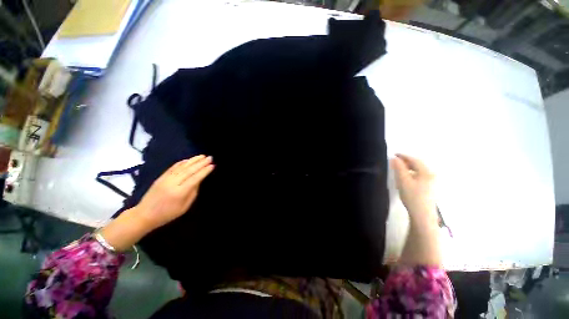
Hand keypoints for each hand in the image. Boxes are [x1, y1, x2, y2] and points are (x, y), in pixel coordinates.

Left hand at [137, 155, 213, 229]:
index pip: (195, 178)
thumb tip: (199, 180)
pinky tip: (189, 159)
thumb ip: (193, 192)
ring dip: (193, 160)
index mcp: (179, 192)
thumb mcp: (184, 207)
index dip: (204, 171)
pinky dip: (182, 162)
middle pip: (189, 170)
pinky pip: (173, 167)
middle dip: (201, 163)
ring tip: (202, 156)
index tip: (213, 165)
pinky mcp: (161, 177)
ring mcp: (165, 179)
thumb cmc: (168, 214)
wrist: (144, 215)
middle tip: (210, 157)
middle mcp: (172, 183)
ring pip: (182, 167)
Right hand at [391, 154, 436, 225]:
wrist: (423, 215)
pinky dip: (412, 173)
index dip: (404, 156)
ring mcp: (433, 182)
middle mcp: (432, 175)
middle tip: (395, 161)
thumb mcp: (403, 181)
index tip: (394, 154)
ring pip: (419, 170)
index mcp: (427, 172)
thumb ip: (399, 168)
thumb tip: (394, 158)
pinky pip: (420, 175)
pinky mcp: (430, 188)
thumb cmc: (412, 196)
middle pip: (418, 164)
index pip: (414, 160)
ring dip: (409, 167)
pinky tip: (407, 177)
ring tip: (399, 168)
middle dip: (407, 161)